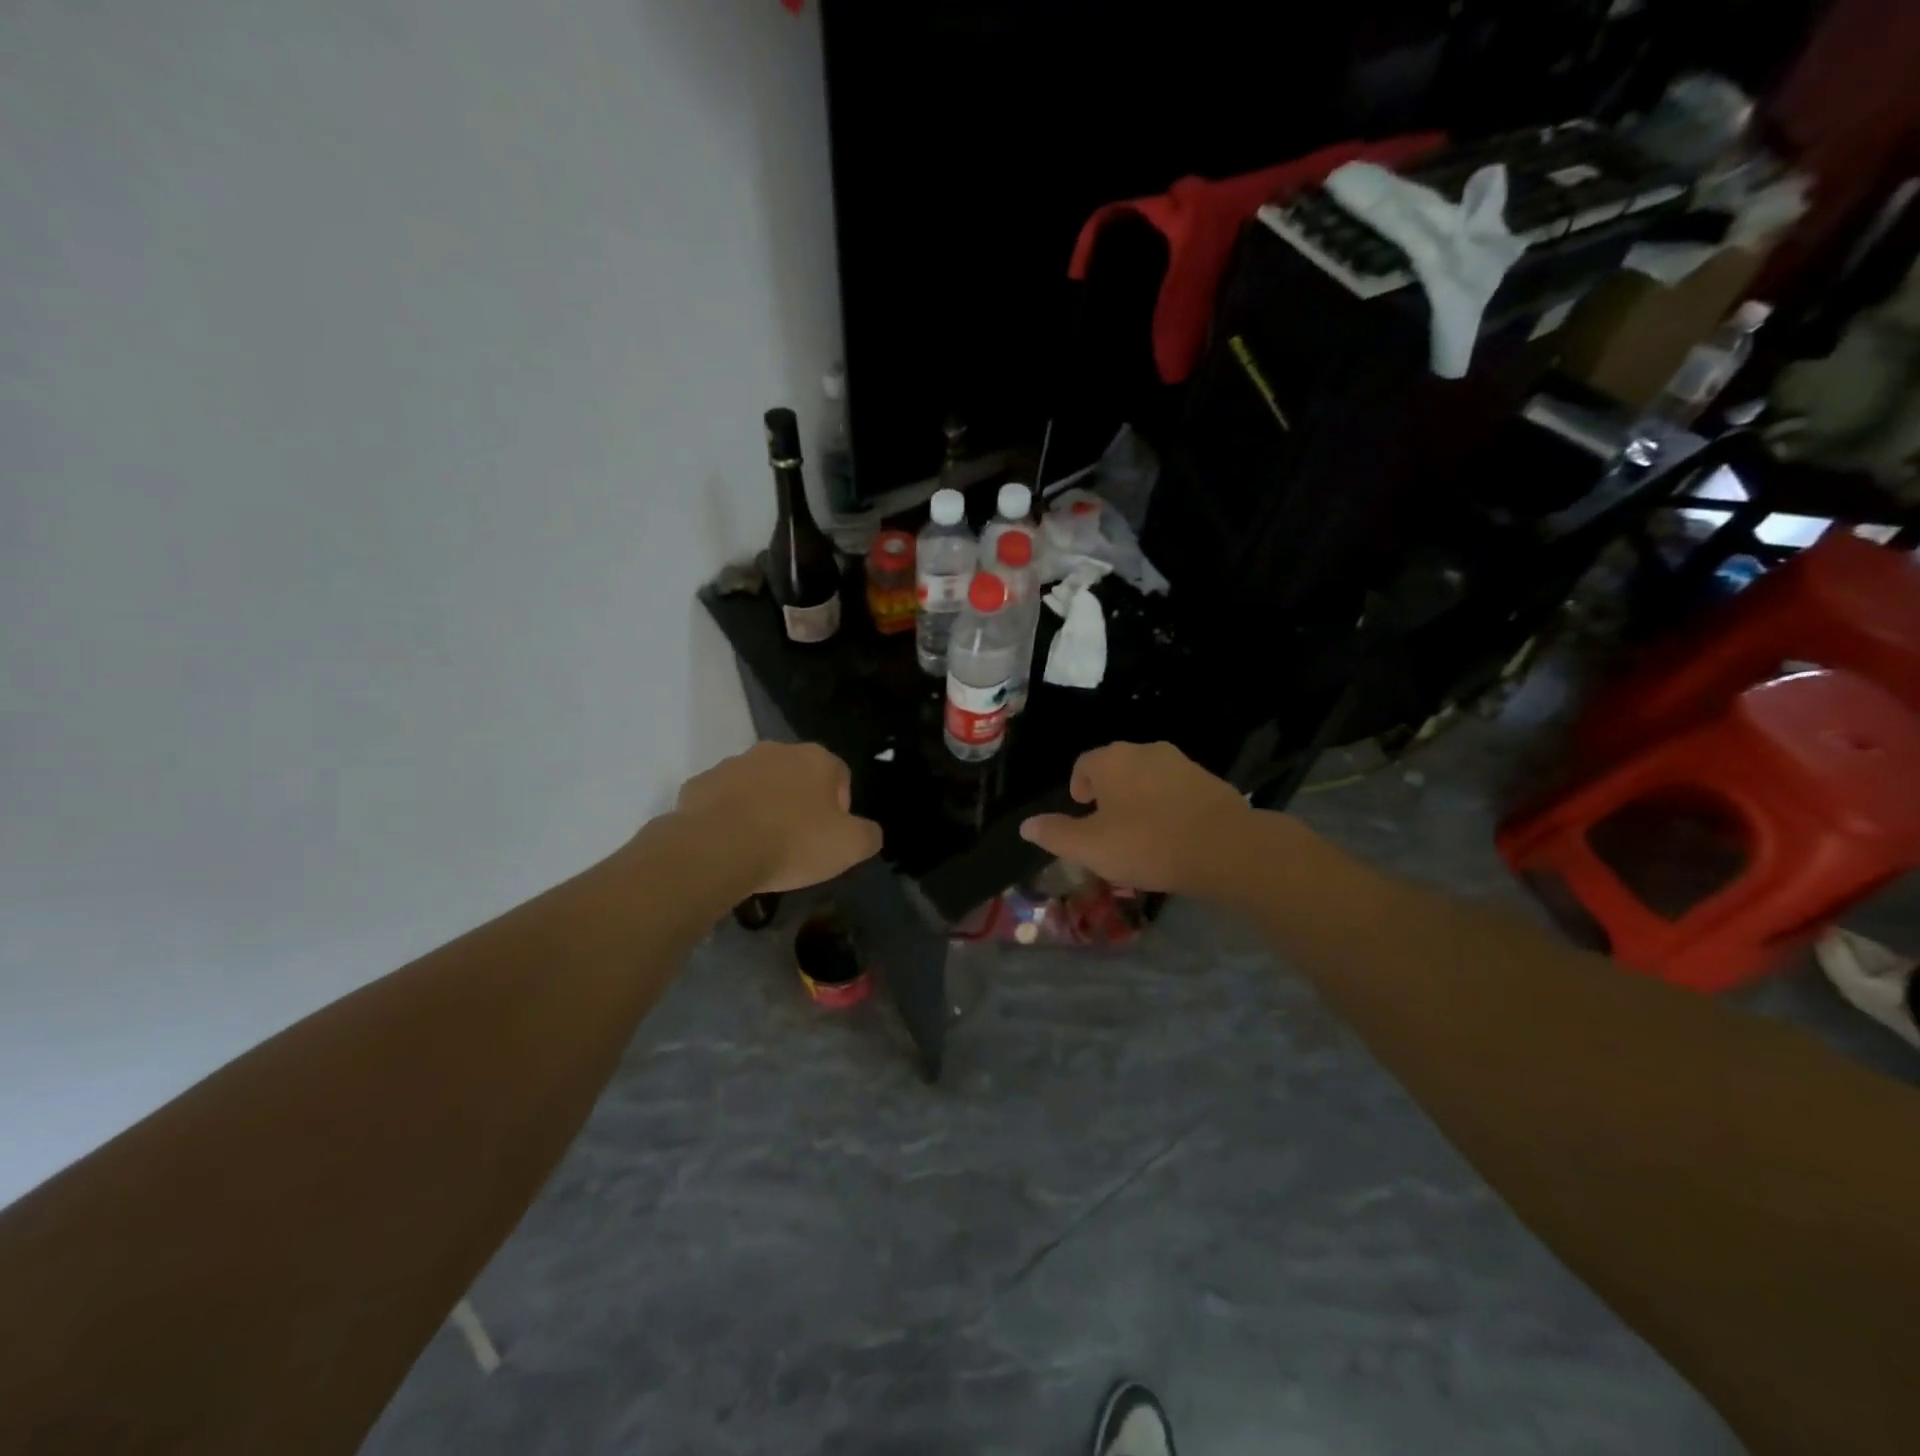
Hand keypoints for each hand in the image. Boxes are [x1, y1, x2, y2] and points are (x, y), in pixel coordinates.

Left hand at [673, 743, 882, 893]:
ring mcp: (733, 764)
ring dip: (763, 806)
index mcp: (816, 759)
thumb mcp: (850, 847)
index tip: (828, 837)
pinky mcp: (699, 783)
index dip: (839, 808)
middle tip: (797, 841)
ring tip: (760, 844)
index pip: (839, 776)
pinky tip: (729, 843)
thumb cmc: (792, 843)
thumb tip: (867, 832)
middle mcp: (775, 751)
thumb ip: (869, 835)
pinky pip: (722, 799)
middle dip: (799, 802)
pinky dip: (728, 816)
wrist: (717, 849)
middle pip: (797, 776)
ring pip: (757, 784)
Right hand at [1019, 741, 1250, 893]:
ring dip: (1140, 799)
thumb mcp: (1090, 847)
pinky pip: (1177, 790)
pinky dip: (1168, 806)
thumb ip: (1055, 834)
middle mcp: (1146, 750)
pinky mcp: (1209, 781)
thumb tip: (1026, 826)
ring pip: (1149, 778)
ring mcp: (1182, 763)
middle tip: (1108, 826)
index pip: (1084, 764)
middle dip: (1109, 793)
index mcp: (1112, 759)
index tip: (1082, 810)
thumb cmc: (1146, 843)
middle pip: (1117, 768)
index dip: (1079, 786)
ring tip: (1141, 834)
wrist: (1224, 848)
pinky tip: (1173, 835)